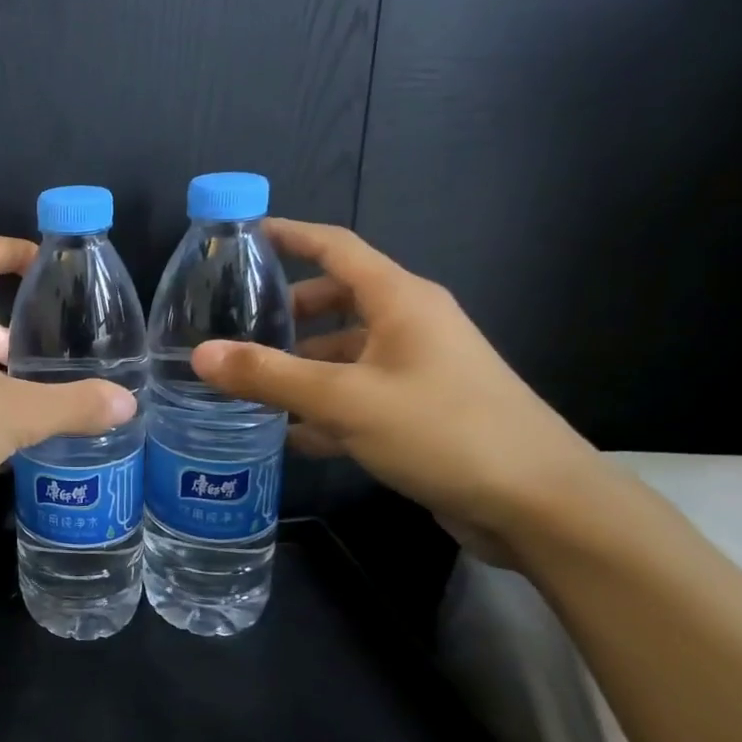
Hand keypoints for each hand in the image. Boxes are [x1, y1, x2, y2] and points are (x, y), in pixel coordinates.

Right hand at [191, 219, 599, 555]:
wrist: (540, 506)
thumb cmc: (443, 431)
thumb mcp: (344, 400)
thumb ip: (269, 376)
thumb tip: (201, 354)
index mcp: (399, 301)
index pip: (335, 247)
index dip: (289, 235)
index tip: (241, 236)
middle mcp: (409, 325)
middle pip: (334, 301)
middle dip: (284, 313)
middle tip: (231, 329)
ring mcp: (417, 369)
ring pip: (342, 353)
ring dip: (298, 367)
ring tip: (246, 386)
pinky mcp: (419, 410)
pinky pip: (356, 394)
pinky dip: (321, 406)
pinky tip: (287, 433)